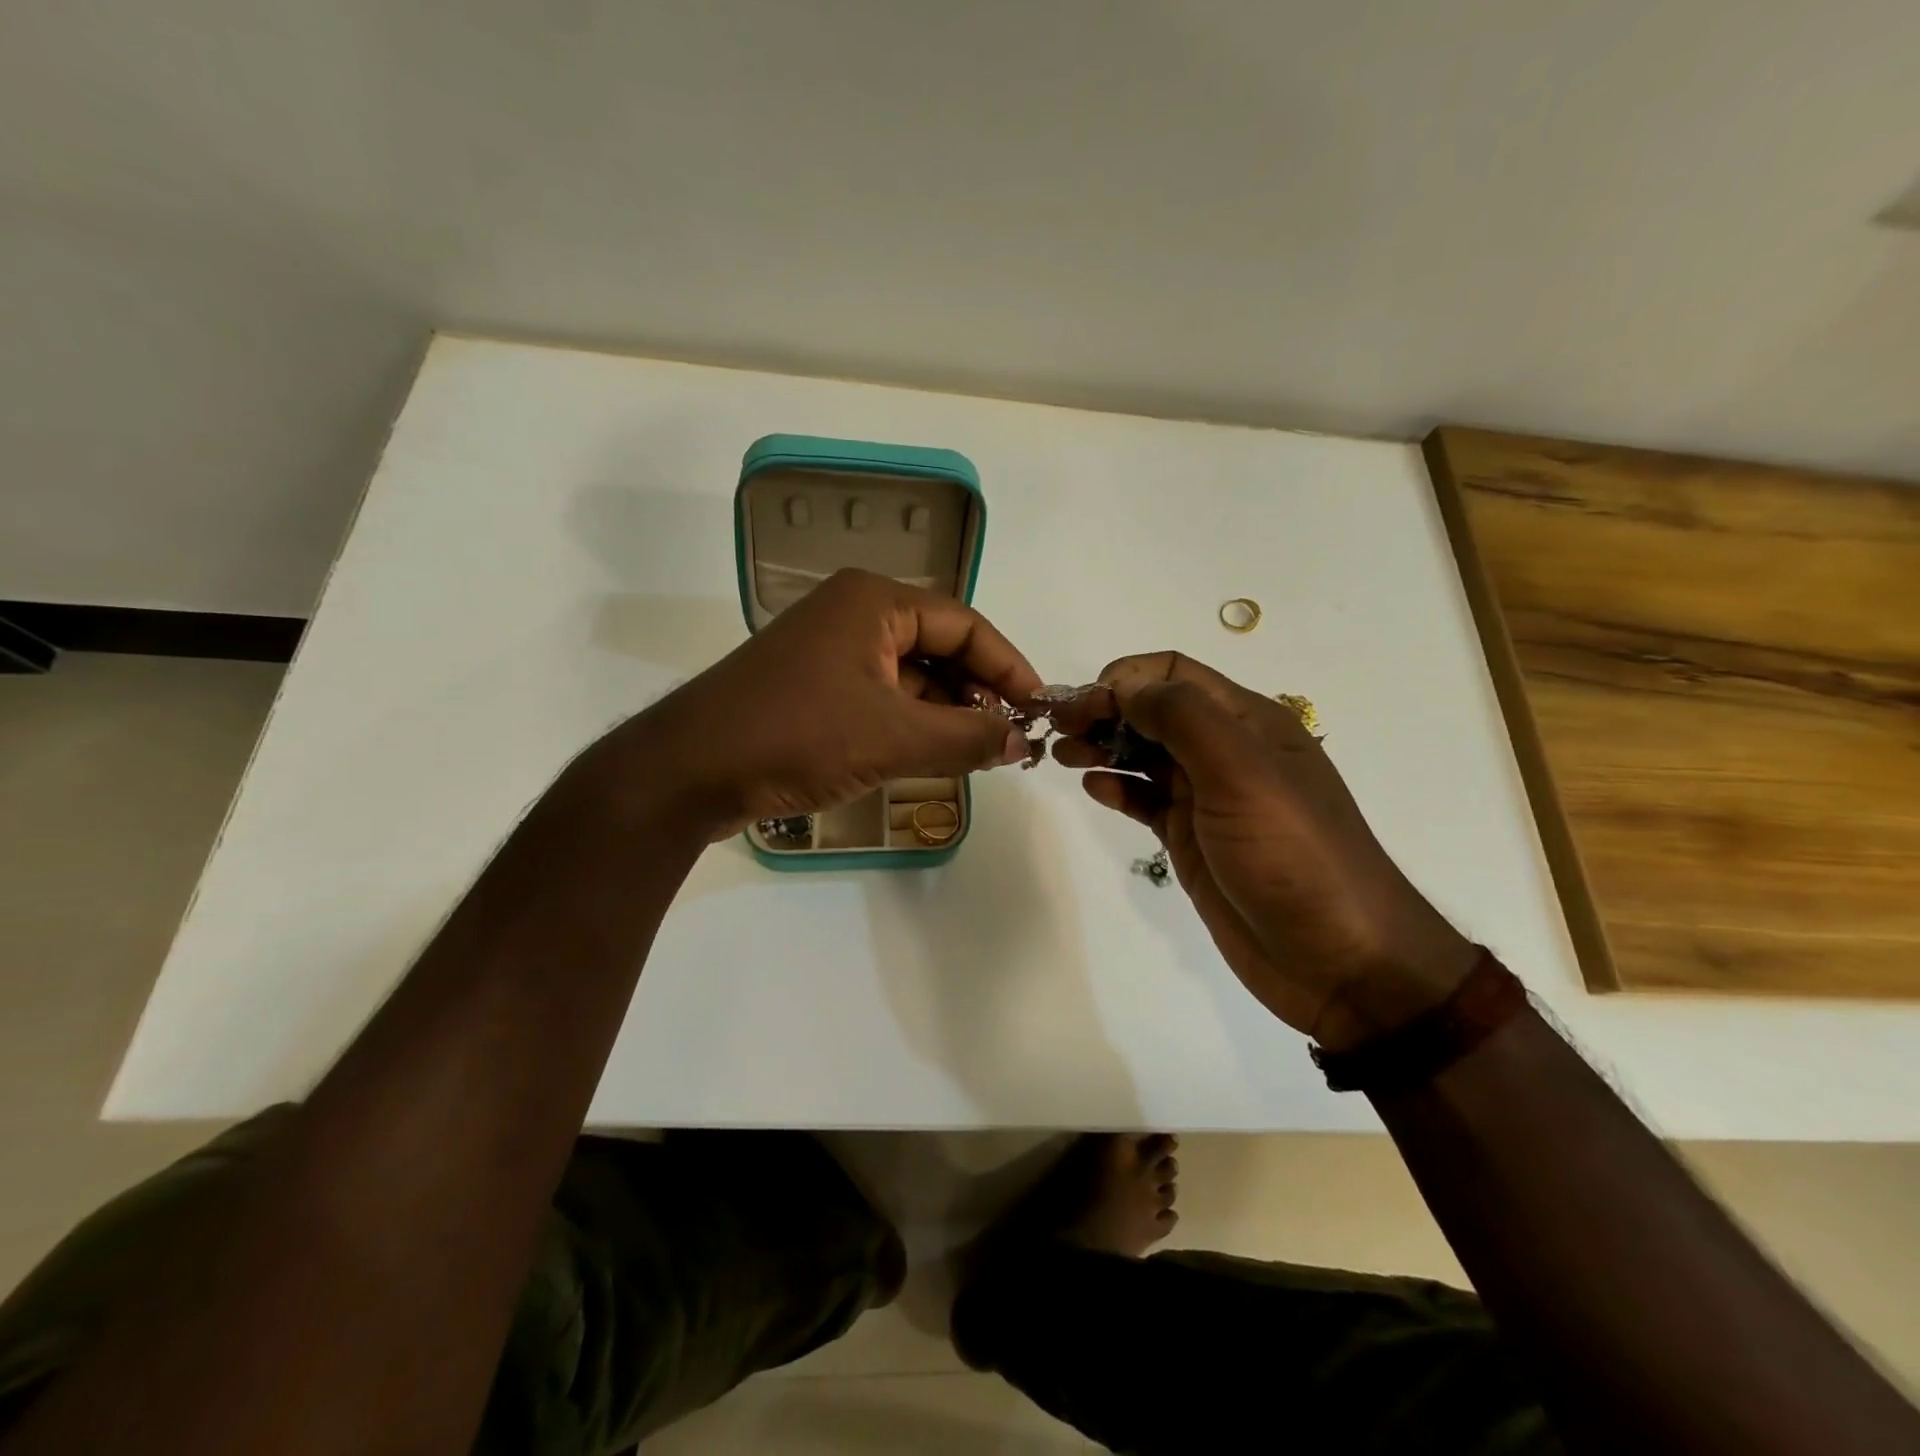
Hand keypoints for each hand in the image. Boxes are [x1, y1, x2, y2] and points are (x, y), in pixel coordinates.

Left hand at [581, 569, 1040, 839]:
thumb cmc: (796, 736)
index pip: (965, 625)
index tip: (1039, 709)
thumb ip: (966, 738)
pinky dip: (913, 724)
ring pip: (911, 677)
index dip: (1008, 667)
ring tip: (981, 752)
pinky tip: (936, 756)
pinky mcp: (815, 689)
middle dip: (979, 692)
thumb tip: (1021, 743)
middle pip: (939, 647)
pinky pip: (882, 698)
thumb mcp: (893, 737)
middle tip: (1012, 738)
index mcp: (874, 601)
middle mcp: (854, 614)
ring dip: (948, 712)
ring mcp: (831, 652)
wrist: (689, 771)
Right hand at [1052, 653, 1475, 1051]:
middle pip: (1154, 710)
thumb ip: (1183, 718)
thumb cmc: (1294, 855)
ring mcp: (1207, 797)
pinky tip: (1095, 789)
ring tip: (1063, 755)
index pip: (1174, 673)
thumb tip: (1125, 687)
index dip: (1125, 679)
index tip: (1083, 704)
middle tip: (1058, 728)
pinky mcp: (1192, 838)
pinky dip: (1118, 787)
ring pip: (1145, 753)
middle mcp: (1226, 750)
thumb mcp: (1241, 773)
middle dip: (1105, 710)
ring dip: (1103, 745)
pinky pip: (1146, 799)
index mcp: (1248, 721)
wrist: (1339, 960)